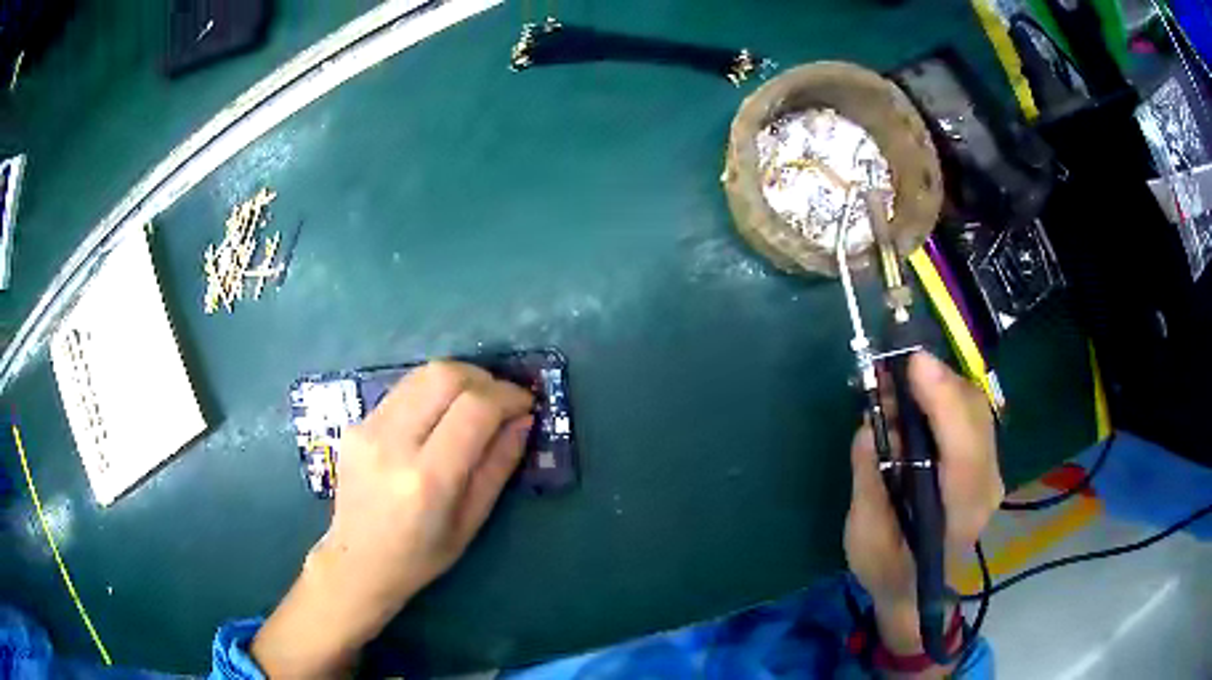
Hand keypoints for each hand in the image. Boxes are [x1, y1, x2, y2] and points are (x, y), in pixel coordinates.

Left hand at [252, 361, 533, 677]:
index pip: (474, 408)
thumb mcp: (472, 521)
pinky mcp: (356, 423)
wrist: (357, 561)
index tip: (526, 404)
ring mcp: (367, 428)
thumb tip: (523, 419)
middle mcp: (392, 443)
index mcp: (427, 479)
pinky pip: (403, 390)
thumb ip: (499, 465)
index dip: (508, 396)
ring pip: (422, 374)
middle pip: (445, 375)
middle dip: (483, 378)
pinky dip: (431, 393)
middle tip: (501, 399)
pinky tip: (438, 419)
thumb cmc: (421, 555)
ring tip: (474, 404)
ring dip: (458, 380)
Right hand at [844, 352, 1002, 656]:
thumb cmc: (889, 571)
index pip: (964, 452)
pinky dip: (944, 395)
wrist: (918, 592)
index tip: (915, 364)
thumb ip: (871, 485)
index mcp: (960, 515)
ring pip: (975, 409)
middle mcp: (986, 486)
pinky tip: (917, 395)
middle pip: (975, 417)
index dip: (944, 404)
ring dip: (939, 384)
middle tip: (894, 364)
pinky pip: (970, 415)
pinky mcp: (983, 461)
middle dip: (939, 381)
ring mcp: (990, 471)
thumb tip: (871, 427)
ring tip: (899, 377)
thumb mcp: (866, 539)